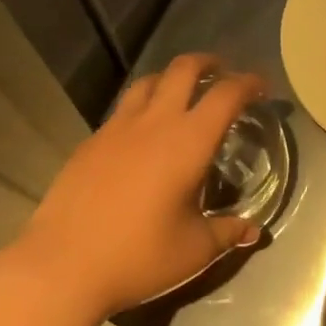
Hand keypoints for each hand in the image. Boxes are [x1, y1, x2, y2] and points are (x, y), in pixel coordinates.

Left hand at [15, 54, 264, 315]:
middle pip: (184, 69)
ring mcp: (118, 126)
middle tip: (222, 72)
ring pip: (149, 81)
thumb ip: (227, 232)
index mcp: (188, 141)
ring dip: (171, 78)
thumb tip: (254, 230)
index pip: (226, 95)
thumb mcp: (193, 250)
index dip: (248, 83)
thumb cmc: (138, 256)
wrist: (64, 262)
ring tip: (181, 93)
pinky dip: (142, 105)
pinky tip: (142, 133)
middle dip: (208, 63)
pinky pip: (124, 108)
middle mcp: (155, 121)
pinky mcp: (92, 140)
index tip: (261, 86)